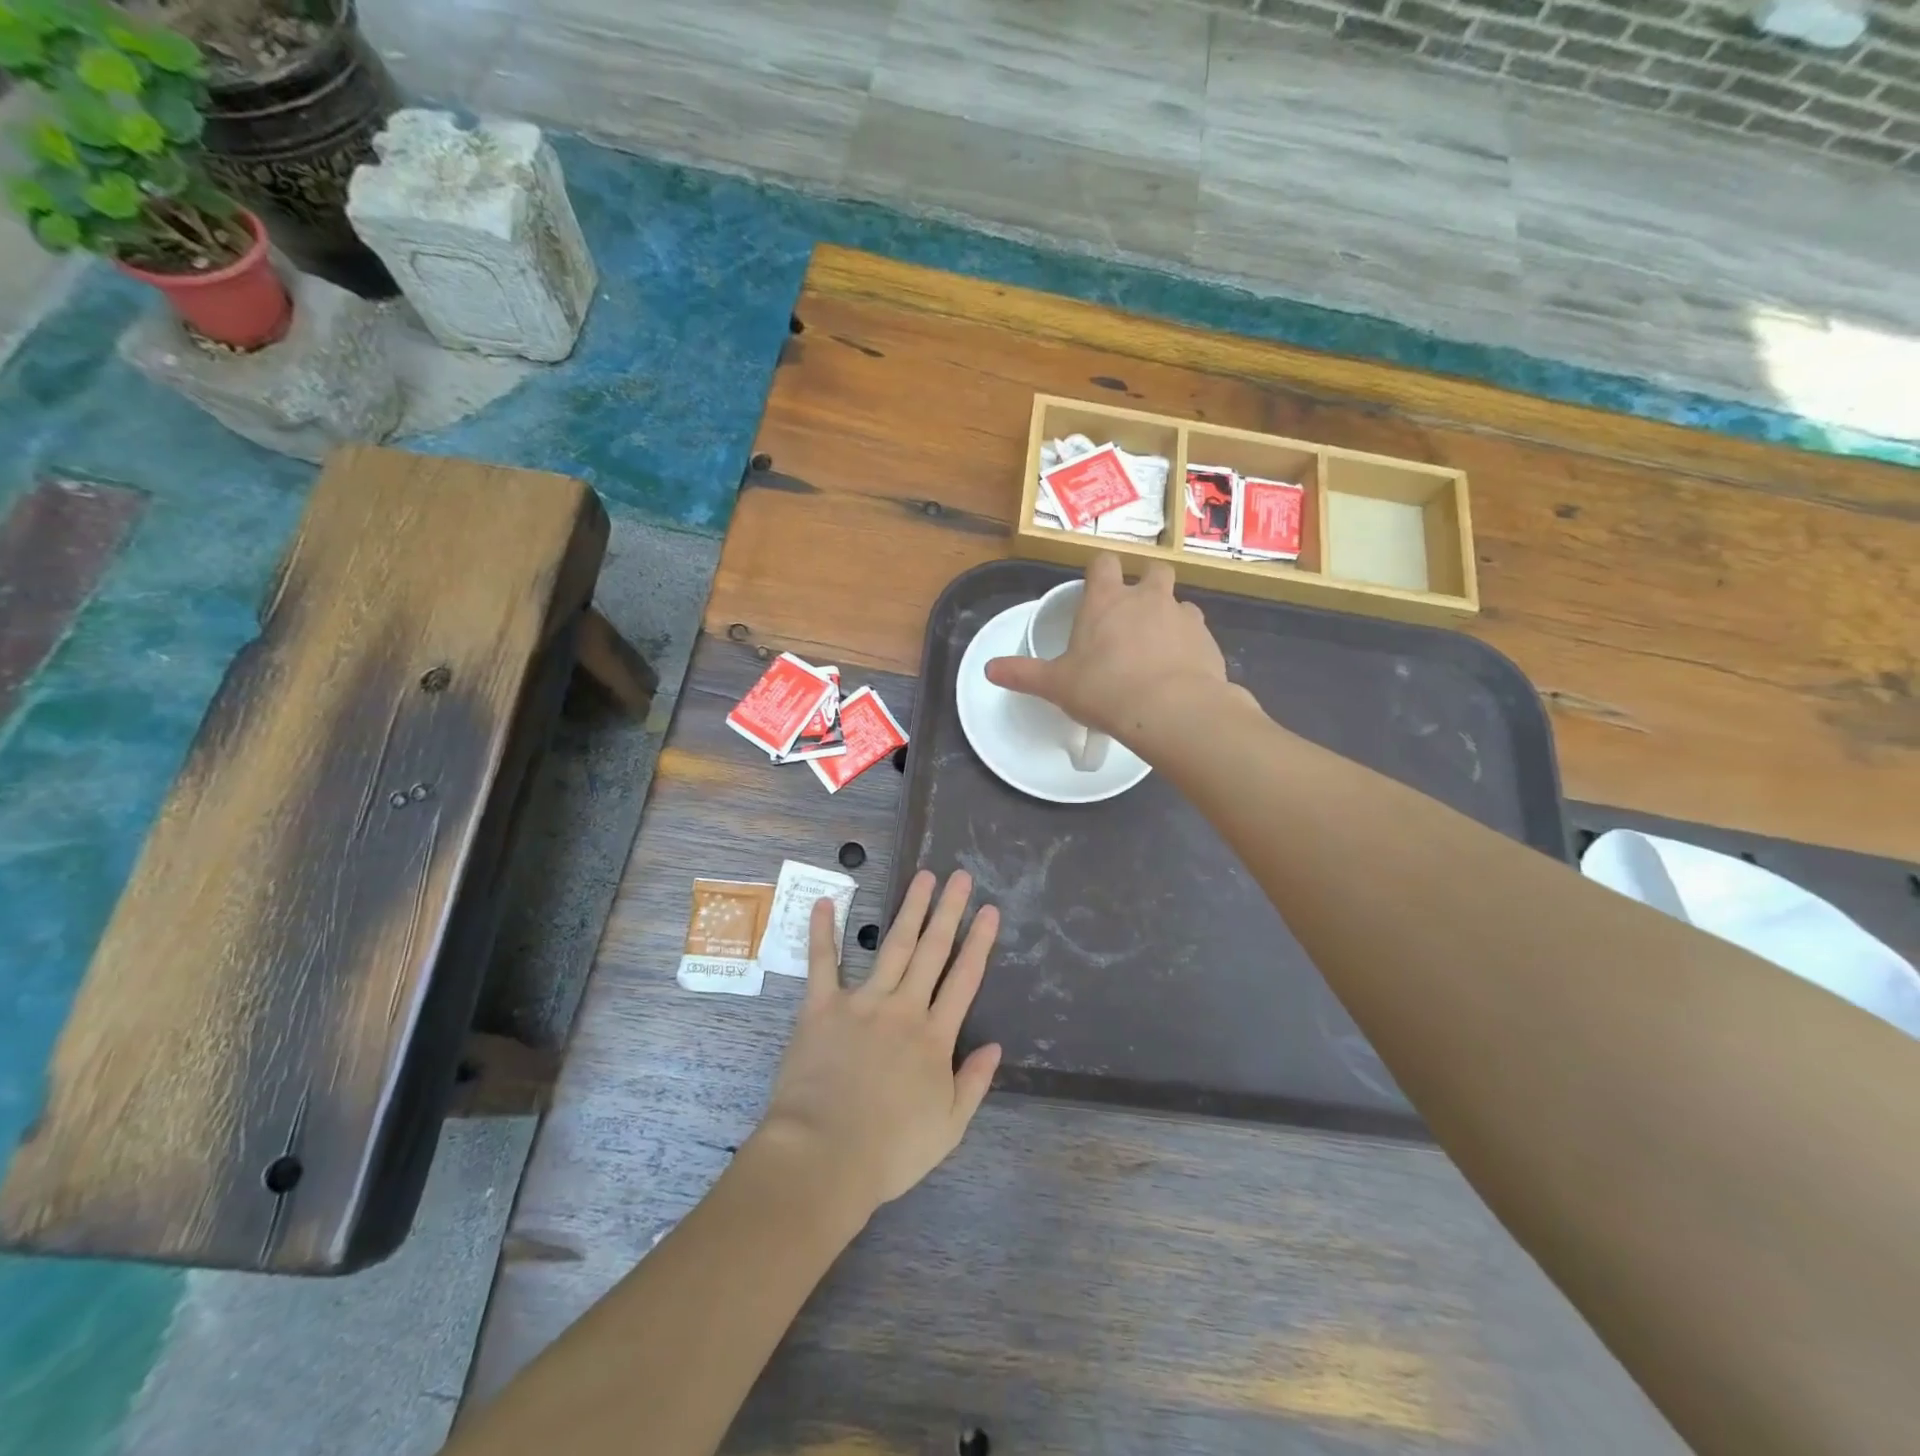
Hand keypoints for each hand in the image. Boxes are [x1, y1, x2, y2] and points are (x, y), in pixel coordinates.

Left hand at [755, 870, 1002, 1217]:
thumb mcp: (948, 1128)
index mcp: (934, 1037)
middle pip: (932, 951)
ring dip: (910, 910)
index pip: (964, 979)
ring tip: (924, 878)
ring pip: (892, 947)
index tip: (989, 910)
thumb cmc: (889, 1151)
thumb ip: (974, 1083)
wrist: (824, 1157)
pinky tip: (827, 902)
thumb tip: (996, 1046)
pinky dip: (824, 932)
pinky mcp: (822, 1008)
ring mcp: (862, 1003)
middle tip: (960, 876)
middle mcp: (903, 1009)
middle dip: (948, 911)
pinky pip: (823, 964)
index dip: (979, 942)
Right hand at [985, 554, 1253, 743]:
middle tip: (1134, 616)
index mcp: (1107, 599)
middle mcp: (1148, 598)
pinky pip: (1198, 636)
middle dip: (1146, 585)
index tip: (1097, 588)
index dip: (1101, 571)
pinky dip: (1189, 648)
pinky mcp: (1208, 641)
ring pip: (1180, 604)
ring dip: (1170, 618)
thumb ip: (1023, 674)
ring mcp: (1183, 616)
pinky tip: (1179, 674)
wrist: (1171, 711)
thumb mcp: (1056, 685)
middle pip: (1154, 571)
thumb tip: (988, 669)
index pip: (1103, 562)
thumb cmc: (1104, 689)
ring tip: (1158, 651)